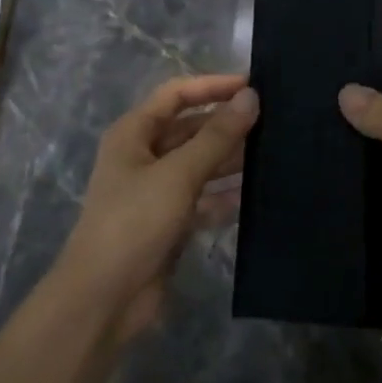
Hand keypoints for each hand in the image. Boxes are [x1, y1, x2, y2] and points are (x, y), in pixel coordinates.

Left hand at [51, 75, 258, 341]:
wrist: (105, 297)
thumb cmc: (134, 222)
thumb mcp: (178, 174)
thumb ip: (216, 136)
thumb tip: (251, 97)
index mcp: (134, 134)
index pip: (177, 94)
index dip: (213, 86)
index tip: (254, 84)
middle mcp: (144, 156)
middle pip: (191, 129)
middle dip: (227, 124)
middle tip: (275, 121)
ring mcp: (157, 191)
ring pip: (201, 164)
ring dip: (231, 158)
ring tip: (276, 151)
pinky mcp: (171, 222)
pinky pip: (205, 199)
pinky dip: (227, 195)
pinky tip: (258, 192)